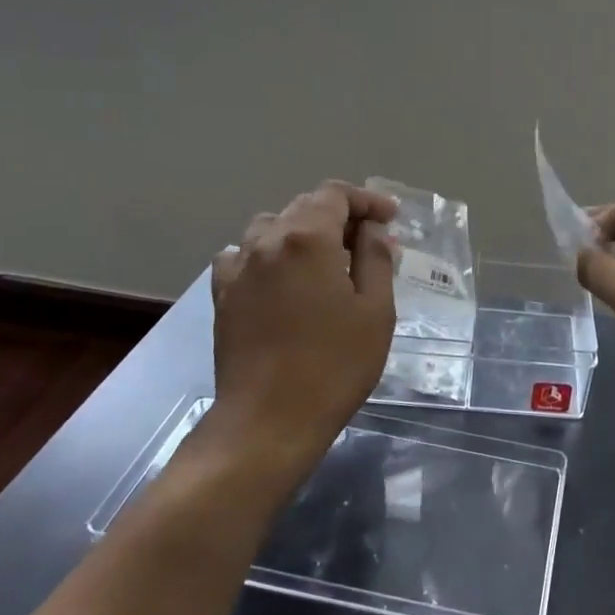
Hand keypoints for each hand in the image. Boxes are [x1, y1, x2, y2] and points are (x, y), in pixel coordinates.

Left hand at [210, 181, 397, 487]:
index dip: (367, 201)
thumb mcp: (375, 311)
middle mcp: (267, 242)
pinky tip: (281, 279)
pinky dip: (268, 255)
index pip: (335, 195)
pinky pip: (243, 256)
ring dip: (303, 233)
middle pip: (303, 207)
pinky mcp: (222, 295)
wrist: (269, 419)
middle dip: (340, 216)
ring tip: (326, 260)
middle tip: (369, 243)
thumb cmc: (334, 365)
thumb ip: (375, 259)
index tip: (391, 219)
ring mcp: (238, 268)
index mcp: (307, 239)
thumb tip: (371, 230)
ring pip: (271, 228)